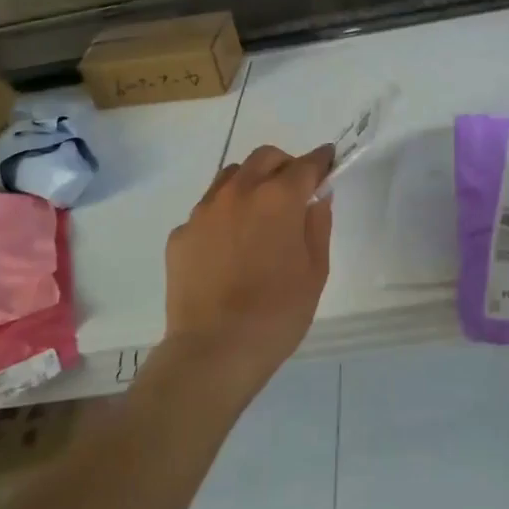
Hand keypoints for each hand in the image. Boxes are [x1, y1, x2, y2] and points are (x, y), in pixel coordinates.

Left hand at [163, 144, 334, 394]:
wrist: (213, 350)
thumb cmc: (277, 313)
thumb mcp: (315, 272)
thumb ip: (318, 226)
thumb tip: (316, 199)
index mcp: (278, 199)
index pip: (305, 165)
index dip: (321, 160)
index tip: (328, 161)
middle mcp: (238, 192)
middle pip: (264, 158)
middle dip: (284, 165)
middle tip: (294, 189)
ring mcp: (203, 211)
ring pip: (230, 177)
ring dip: (250, 182)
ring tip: (258, 213)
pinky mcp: (180, 234)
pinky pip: (206, 211)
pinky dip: (223, 216)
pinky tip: (227, 247)